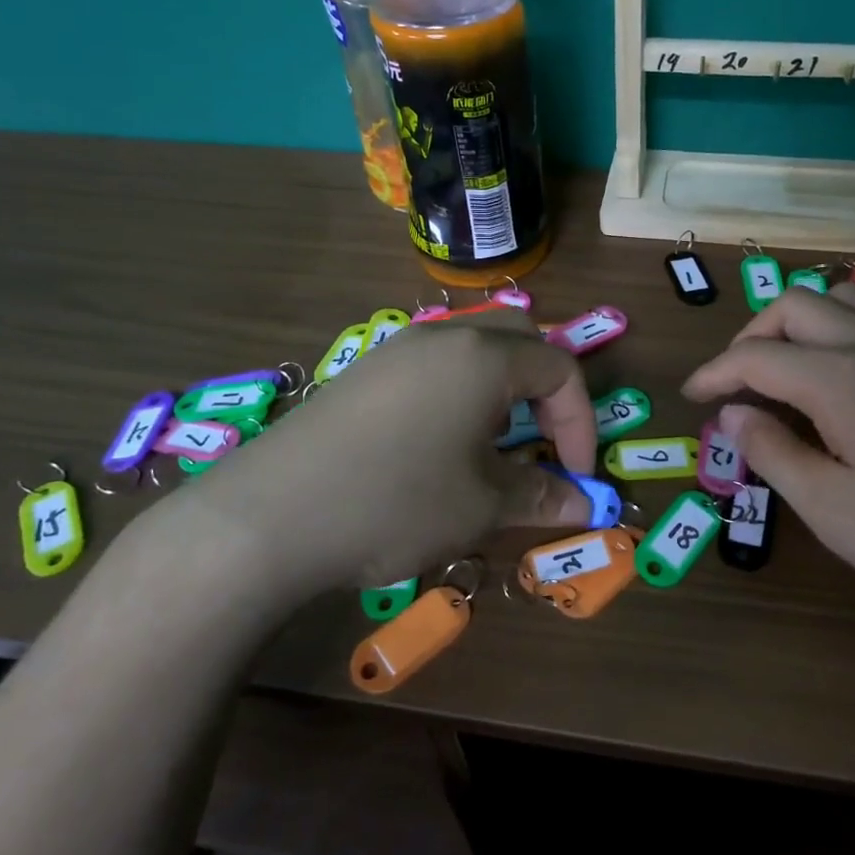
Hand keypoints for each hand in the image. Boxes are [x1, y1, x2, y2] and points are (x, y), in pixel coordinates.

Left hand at [140, 311, 596, 606]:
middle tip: (542, 445)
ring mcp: (397, 350)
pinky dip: (459, 396)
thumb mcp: (481, 506)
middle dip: (545, 394)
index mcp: (484, 357)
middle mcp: (444, 338)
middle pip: (520, 343)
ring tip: (492, 448)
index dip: (581, 423)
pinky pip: (433, 368)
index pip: (560, 369)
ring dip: (501, 393)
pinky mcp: (364, 373)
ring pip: (473, 352)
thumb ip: (542, 497)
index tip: (575, 476)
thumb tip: (586, 505)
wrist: (268, 517)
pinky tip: (437, 446)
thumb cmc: (396, 502)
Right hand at [682, 285, 854, 626]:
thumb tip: (732, 414)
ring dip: (800, 321)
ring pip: (842, 297)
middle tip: (736, 385)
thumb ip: (773, 453)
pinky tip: (849, 362)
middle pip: (795, 305)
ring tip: (786, 367)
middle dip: (751, 336)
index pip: (756, 356)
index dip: (714, 374)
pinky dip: (847, 321)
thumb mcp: (835, 512)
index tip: (691, 397)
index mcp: (842, 380)